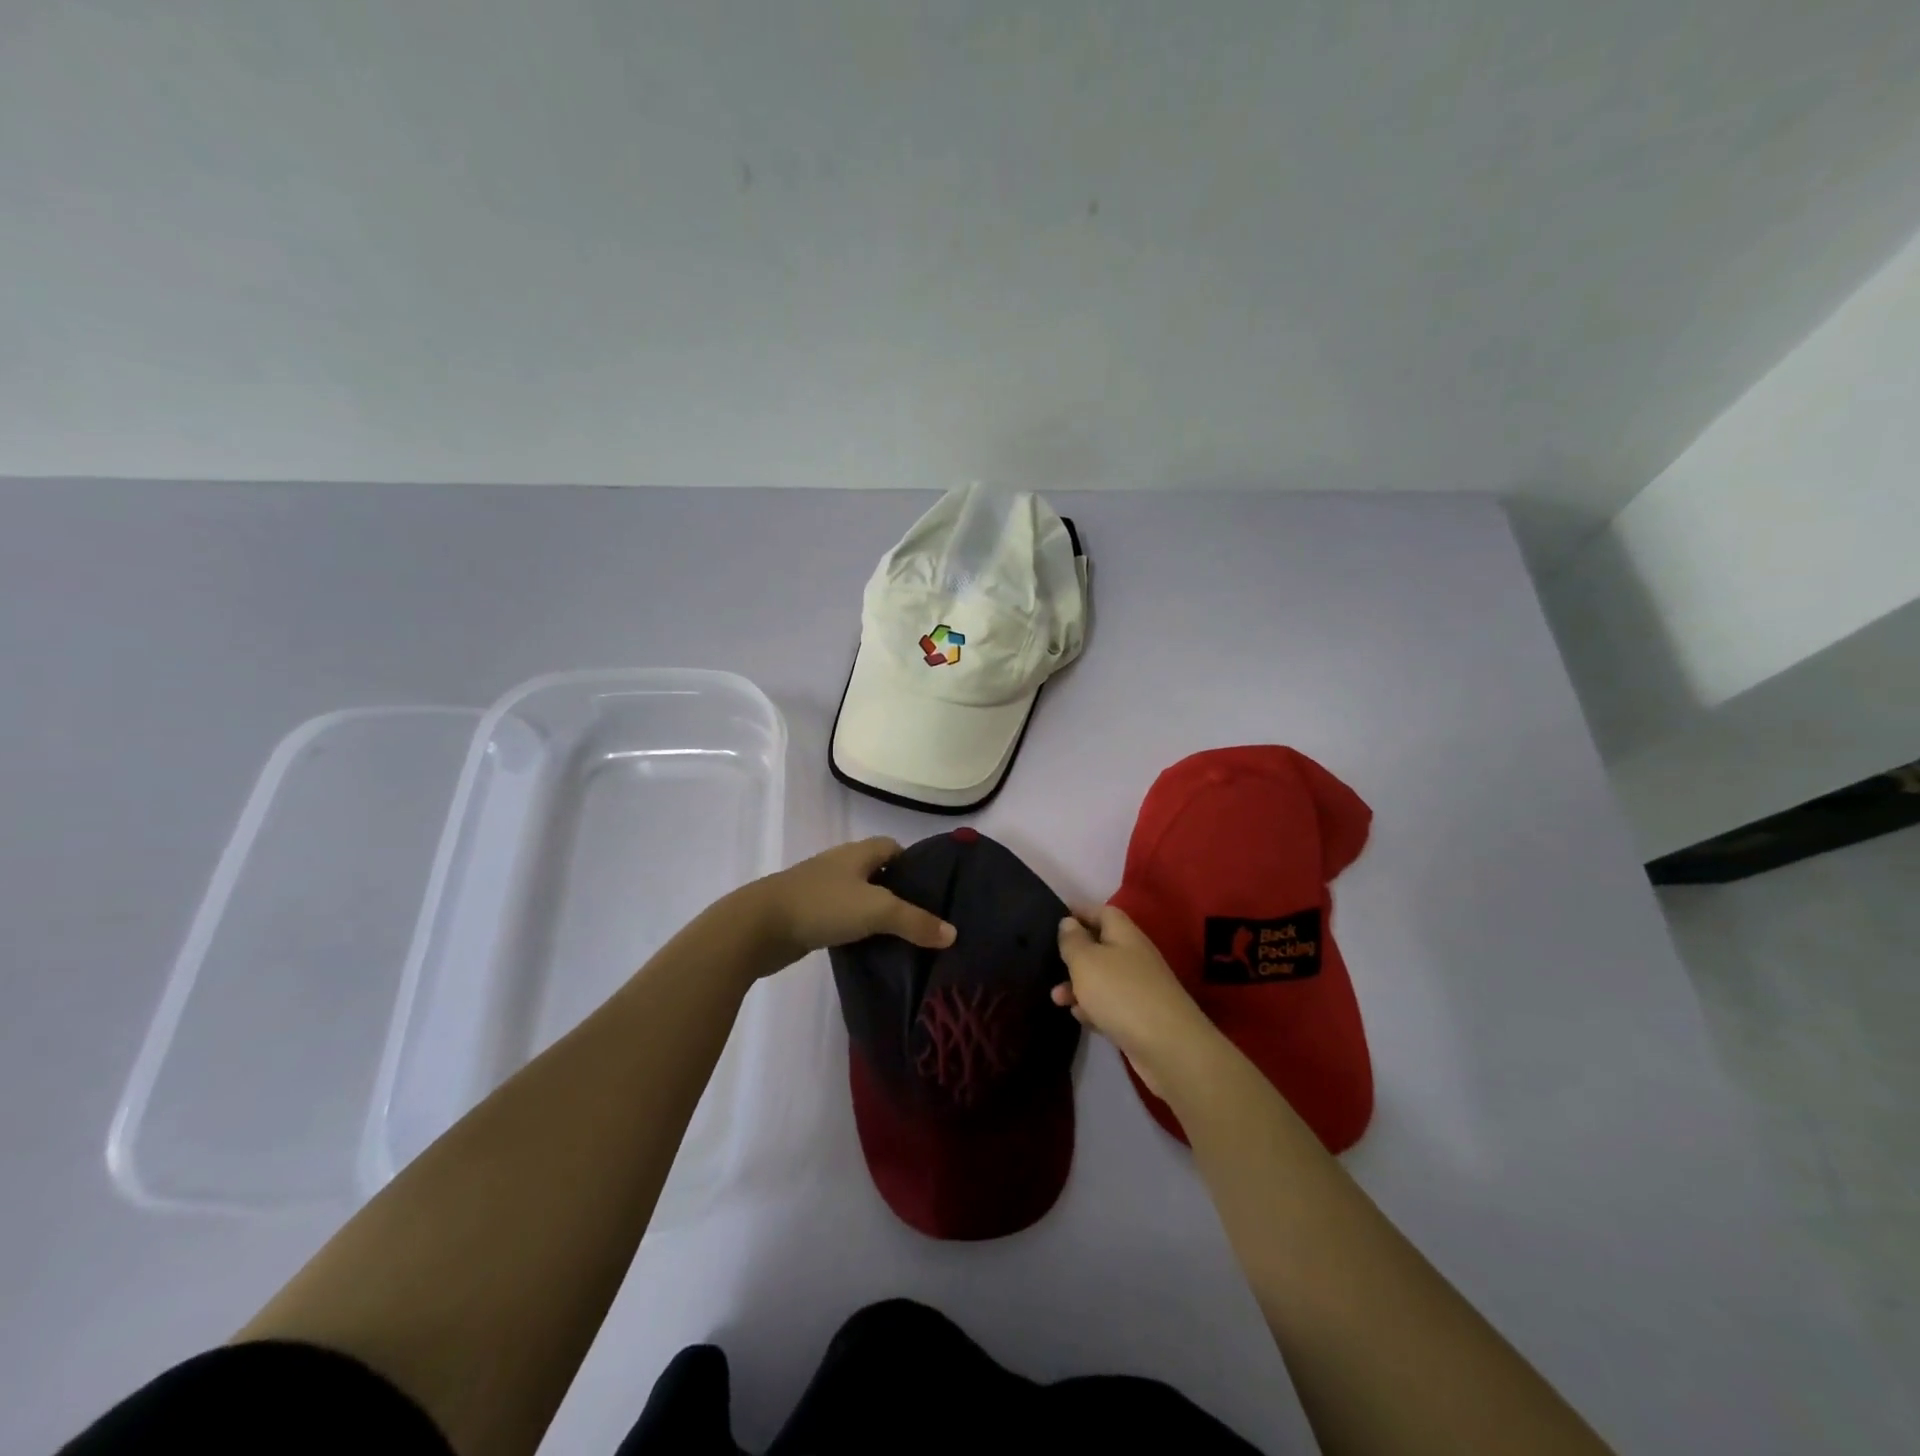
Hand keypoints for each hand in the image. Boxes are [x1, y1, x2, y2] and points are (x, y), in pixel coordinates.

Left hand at [743, 837, 954, 971]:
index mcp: (857, 853)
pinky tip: (869, 948)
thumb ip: (916, 921)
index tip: (932, 888)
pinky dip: (856, 928)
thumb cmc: (822, 905)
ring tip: (903, 936)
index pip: (892, 847)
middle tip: (925, 917)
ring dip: (876, 912)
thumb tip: (953, 933)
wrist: (759, 927)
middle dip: (899, 890)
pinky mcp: (807, 915)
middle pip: (877, 872)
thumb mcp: (877, 910)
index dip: (913, 863)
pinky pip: (841, 917)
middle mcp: (840, 865)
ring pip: (858, 896)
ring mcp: (820, 890)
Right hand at [1053, 904, 1226, 1100]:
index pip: (1102, 912)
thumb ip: (1073, 940)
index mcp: (1124, 934)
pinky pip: (1109, 1005)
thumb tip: (1068, 922)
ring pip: (1102, 978)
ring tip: (1056, 998)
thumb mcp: (1086, 961)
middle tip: (1049, 961)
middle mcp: (1134, 956)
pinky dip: (1092, 1008)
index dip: (1079, 911)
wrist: (1168, 1048)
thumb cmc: (1121, 993)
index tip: (1055, 916)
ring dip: (1077, 985)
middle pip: (1101, 946)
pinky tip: (1078, 1016)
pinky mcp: (1139, 1017)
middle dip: (1074, 954)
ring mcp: (1139, 988)